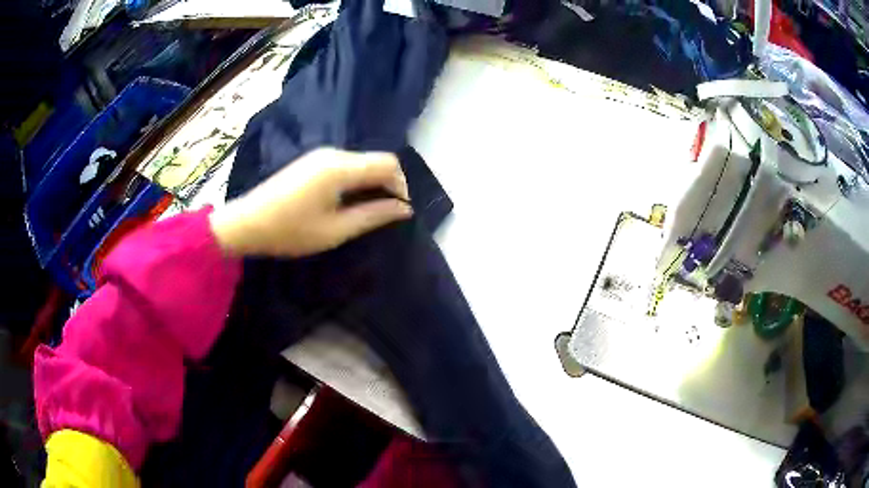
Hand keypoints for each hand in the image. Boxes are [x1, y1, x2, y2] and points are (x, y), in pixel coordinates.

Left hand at [210, 148, 412, 257]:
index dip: (402, 185)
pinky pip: (345, 165)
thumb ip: (373, 215)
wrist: (246, 223)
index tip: (400, 211)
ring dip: (371, 184)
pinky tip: (347, 202)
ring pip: (361, 163)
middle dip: (388, 185)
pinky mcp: (311, 162)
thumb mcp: (335, 230)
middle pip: (376, 160)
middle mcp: (333, 153)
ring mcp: (320, 155)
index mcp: (340, 167)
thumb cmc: (290, 231)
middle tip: (385, 214)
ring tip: (367, 211)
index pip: (388, 164)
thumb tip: (404, 209)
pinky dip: (355, 181)